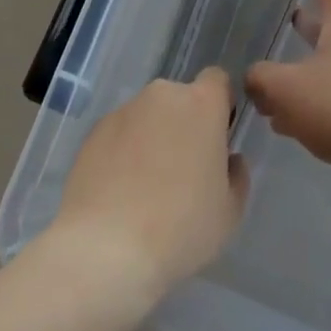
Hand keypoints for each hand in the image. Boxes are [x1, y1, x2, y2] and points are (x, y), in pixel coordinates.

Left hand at [46, 66, 249, 309]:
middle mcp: (162, 95)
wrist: (105, 249)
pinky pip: (120, 133)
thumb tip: (228, 159)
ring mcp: (125, 110)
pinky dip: (124, 151)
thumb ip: (237, 175)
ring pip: (149, 116)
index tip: (217, 140)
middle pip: (181, 99)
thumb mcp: (229, 212)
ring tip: (145, 188)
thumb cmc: (180, 228)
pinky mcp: (94, 131)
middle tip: (182, 172)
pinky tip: (119, 192)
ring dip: (153, 137)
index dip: (221, 105)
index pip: (218, 80)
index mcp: (201, 104)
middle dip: (185, 125)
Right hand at [246, 0, 330, 185]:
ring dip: (300, 74)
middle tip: (288, 16)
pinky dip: (310, 103)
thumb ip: (262, 80)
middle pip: (325, 24)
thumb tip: (255, 80)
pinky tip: (290, 125)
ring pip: (324, 66)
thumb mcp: (288, 90)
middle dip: (303, 23)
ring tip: (271, 93)